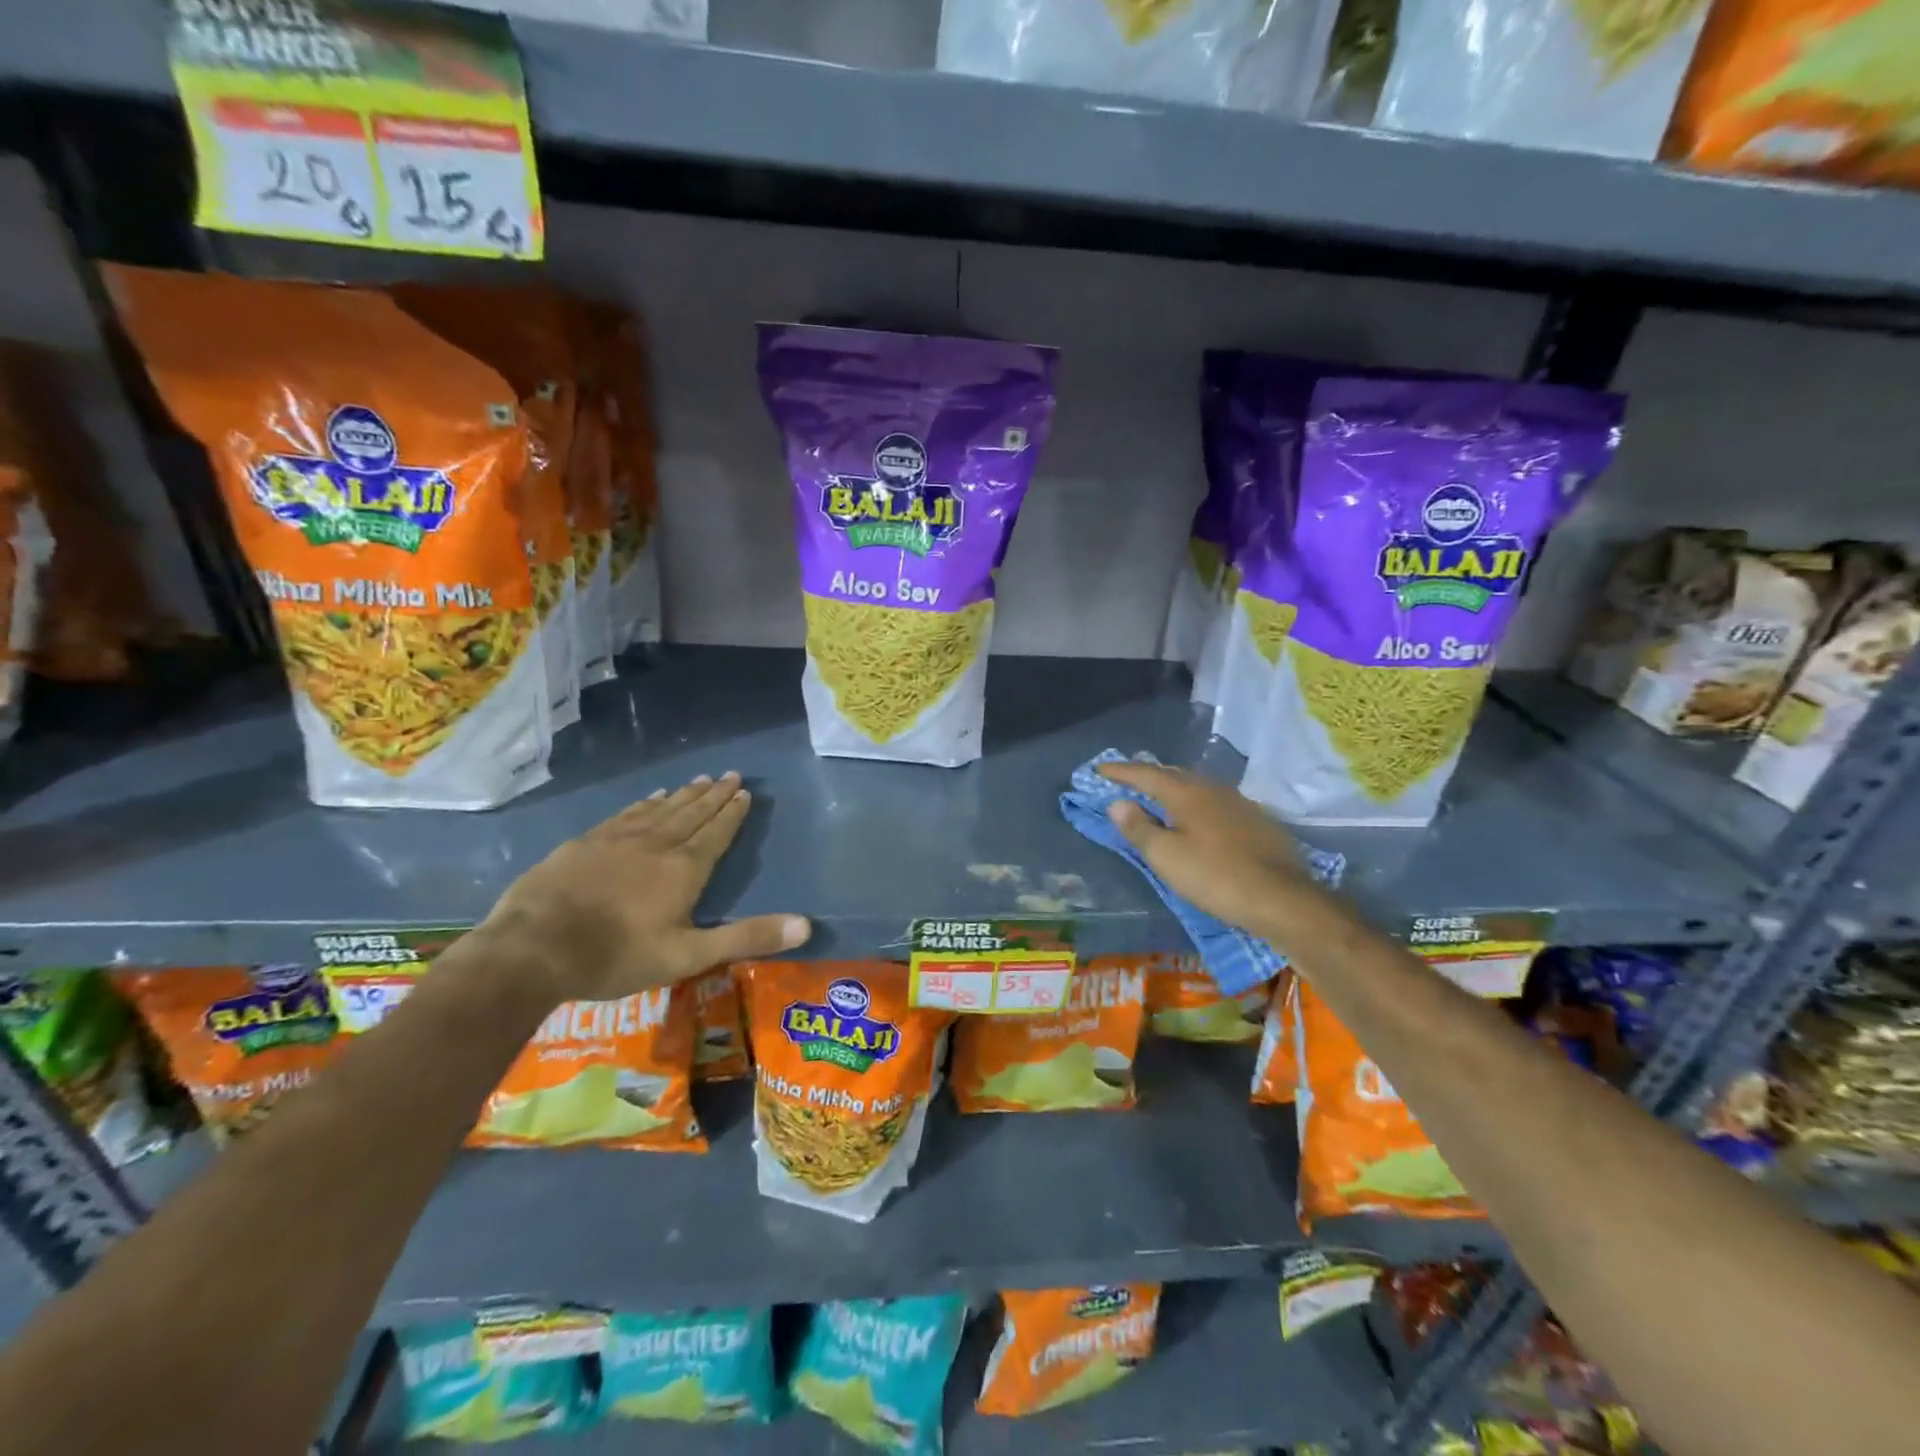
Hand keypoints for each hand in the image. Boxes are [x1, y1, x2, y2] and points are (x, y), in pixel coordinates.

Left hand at [479, 772, 810, 1002]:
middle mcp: (656, 844)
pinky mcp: (586, 843)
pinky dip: (646, 802)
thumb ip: (747, 938)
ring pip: (661, 808)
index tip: (744, 792)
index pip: (716, 832)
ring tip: (700, 779)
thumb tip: (806, 926)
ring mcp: (618, 839)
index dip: (732, 813)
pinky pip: (627, 813)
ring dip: (684, 794)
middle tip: (730, 774)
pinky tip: (651, 796)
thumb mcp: (689, 955)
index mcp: (684, 869)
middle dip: (714, 795)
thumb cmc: (617, 956)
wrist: (533, 949)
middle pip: (692, 813)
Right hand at [1098, 761, 1320, 937]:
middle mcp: (1213, 788)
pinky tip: (1196, 818)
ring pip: (1197, 788)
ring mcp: (1239, 803)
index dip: (1121, 772)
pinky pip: (1214, 803)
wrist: (1283, 899)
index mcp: (1186, 792)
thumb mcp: (1166, 857)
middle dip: (1147, 776)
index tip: (1100, 769)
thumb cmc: (1215, 876)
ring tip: (1157, 796)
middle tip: (1127, 779)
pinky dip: (1195, 804)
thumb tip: (1118, 803)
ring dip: (1173, 789)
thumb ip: (1139, 828)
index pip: (1145, 774)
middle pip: (1173, 775)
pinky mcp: (1256, 821)